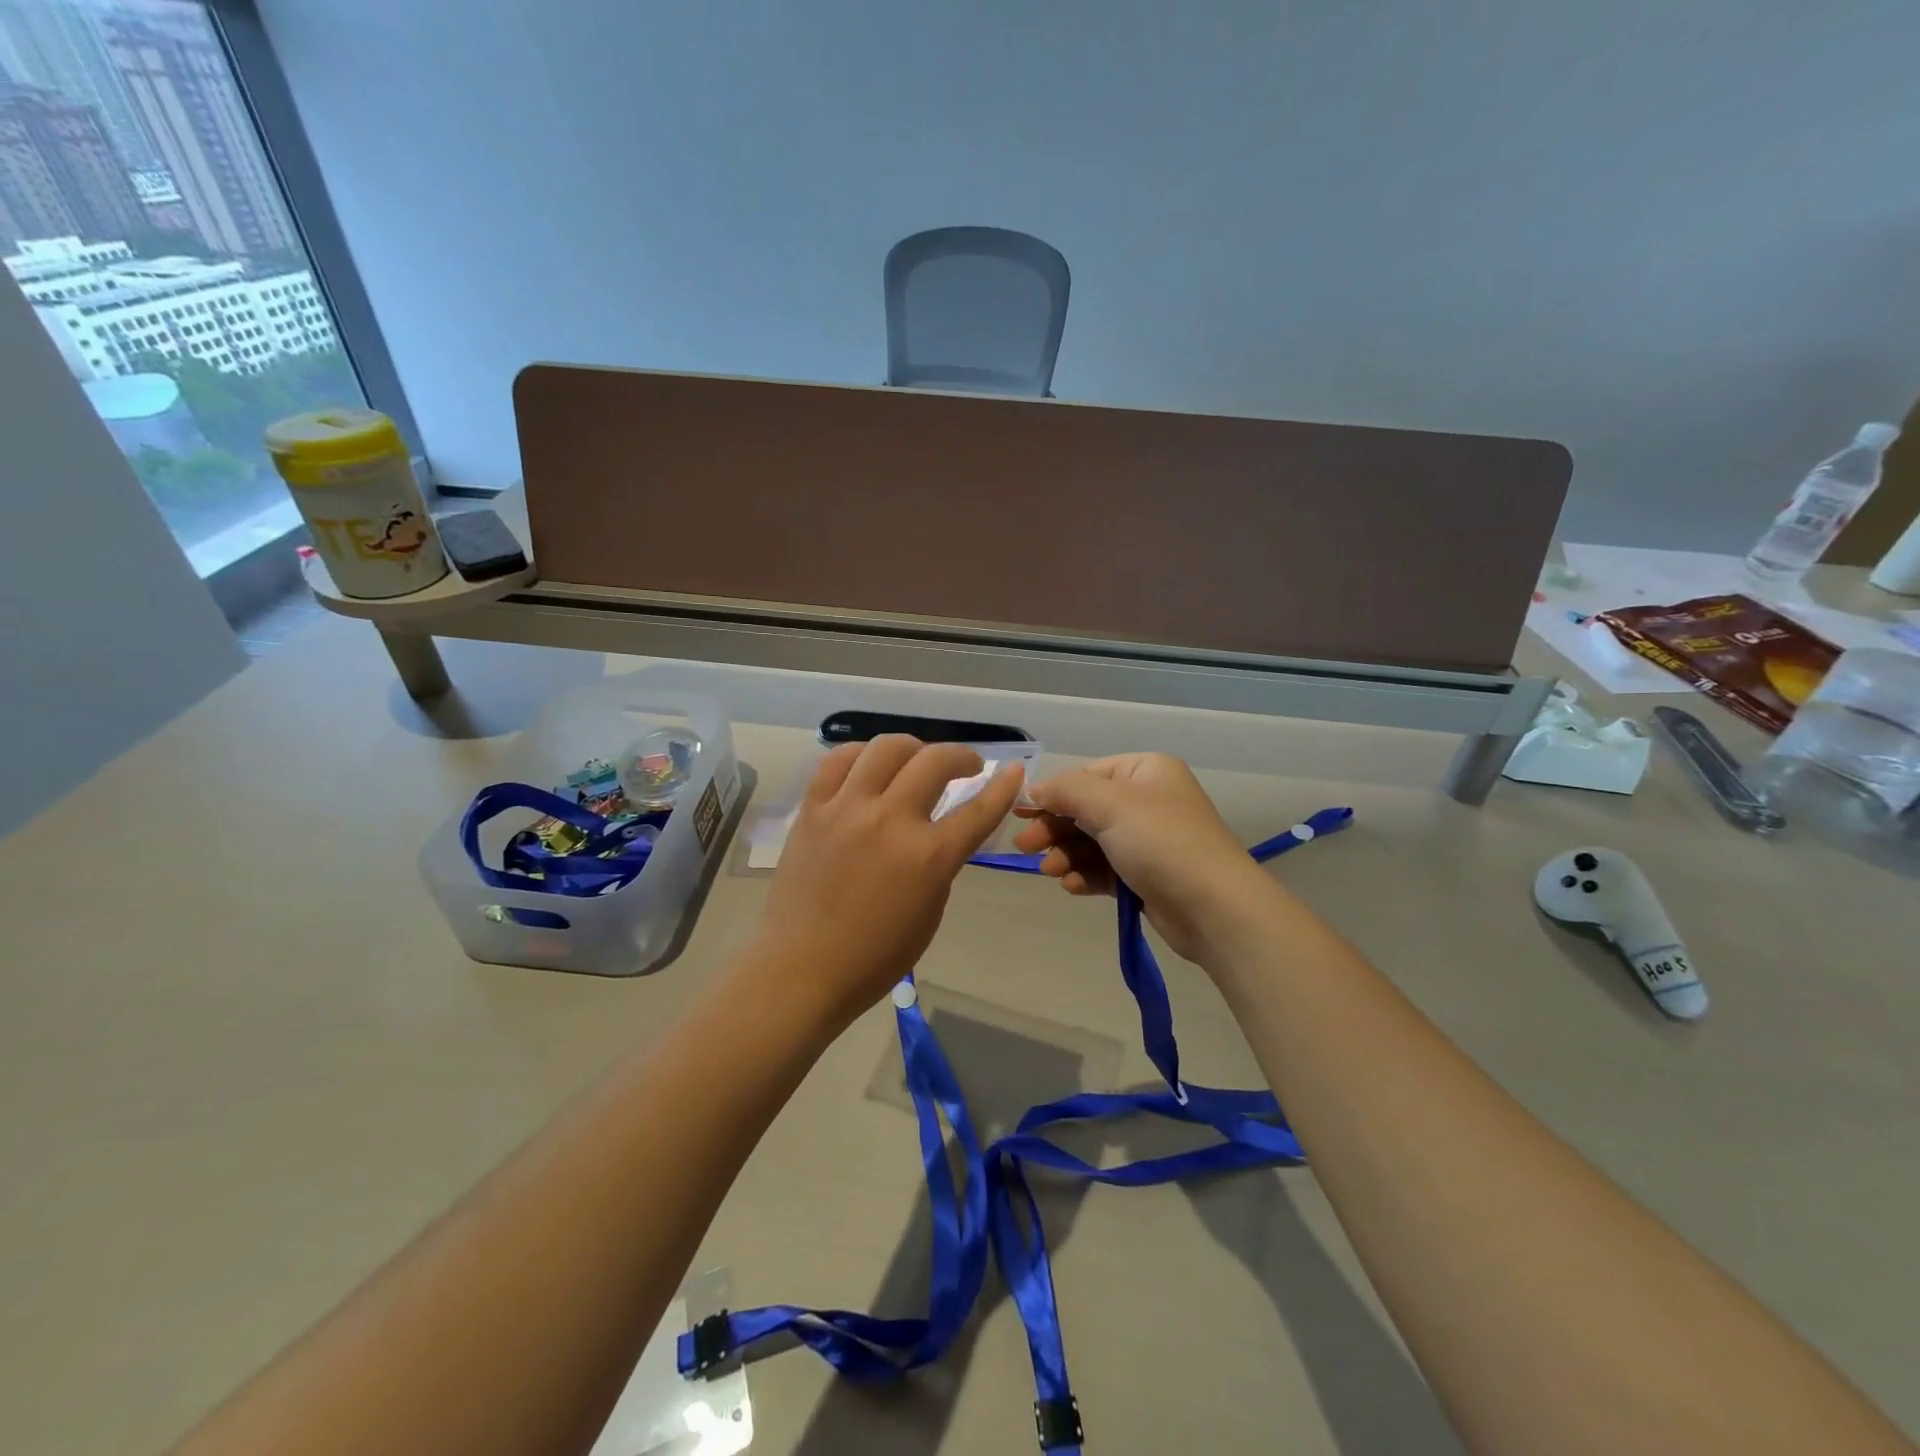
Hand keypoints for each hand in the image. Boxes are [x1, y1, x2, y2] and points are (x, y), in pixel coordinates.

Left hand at [748, 736, 1023, 1033]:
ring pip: (887, 748)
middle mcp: (890, 821)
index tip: (1014, 771)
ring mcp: (847, 809)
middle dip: (962, 756)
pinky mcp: (813, 808)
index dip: (1003, 787)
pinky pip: (839, 760)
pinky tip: (870, 765)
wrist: (801, 969)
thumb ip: (939, 864)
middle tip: (967, 766)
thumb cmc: (874, 957)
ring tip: (917, 761)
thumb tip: (937, 832)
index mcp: (928, 857)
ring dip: (914, 748)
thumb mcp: (929, 913)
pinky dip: (862, 754)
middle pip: (935, 761)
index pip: (978, 810)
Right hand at [1013, 752, 1272, 962]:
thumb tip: (1033, 788)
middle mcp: (1147, 801)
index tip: (1020, 814)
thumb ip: (1066, 791)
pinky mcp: (1145, 876)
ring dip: (1066, 855)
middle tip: (1026, 848)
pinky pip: (1104, 869)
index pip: (1086, 776)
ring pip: (1091, 842)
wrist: (1213, 908)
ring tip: (1052, 872)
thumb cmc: (1161, 842)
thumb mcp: (1110, 805)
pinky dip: (1085, 875)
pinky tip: (1072, 886)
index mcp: (1145, 772)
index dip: (1052, 794)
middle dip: (1054, 829)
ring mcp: (1148, 840)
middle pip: (1085, 810)